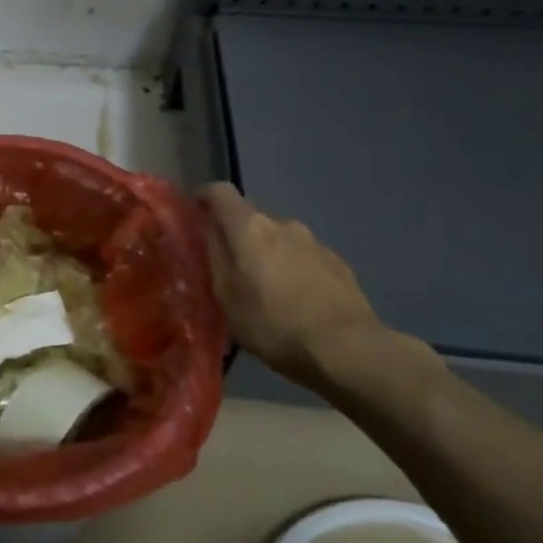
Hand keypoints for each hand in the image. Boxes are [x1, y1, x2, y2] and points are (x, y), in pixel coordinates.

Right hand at [197, 183, 383, 389]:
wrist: (348, 349)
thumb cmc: (274, 324)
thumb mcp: (227, 296)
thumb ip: (215, 256)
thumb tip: (209, 230)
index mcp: (250, 227)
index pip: (220, 192)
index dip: (204, 197)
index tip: (194, 213)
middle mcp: (283, 224)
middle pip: (251, 218)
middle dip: (237, 236)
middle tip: (229, 268)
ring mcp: (315, 242)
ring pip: (279, 239)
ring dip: (267, 254)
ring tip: (265, 289)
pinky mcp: (338, 263)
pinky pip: (303, 257)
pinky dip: (292, 269)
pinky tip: (295, 300)